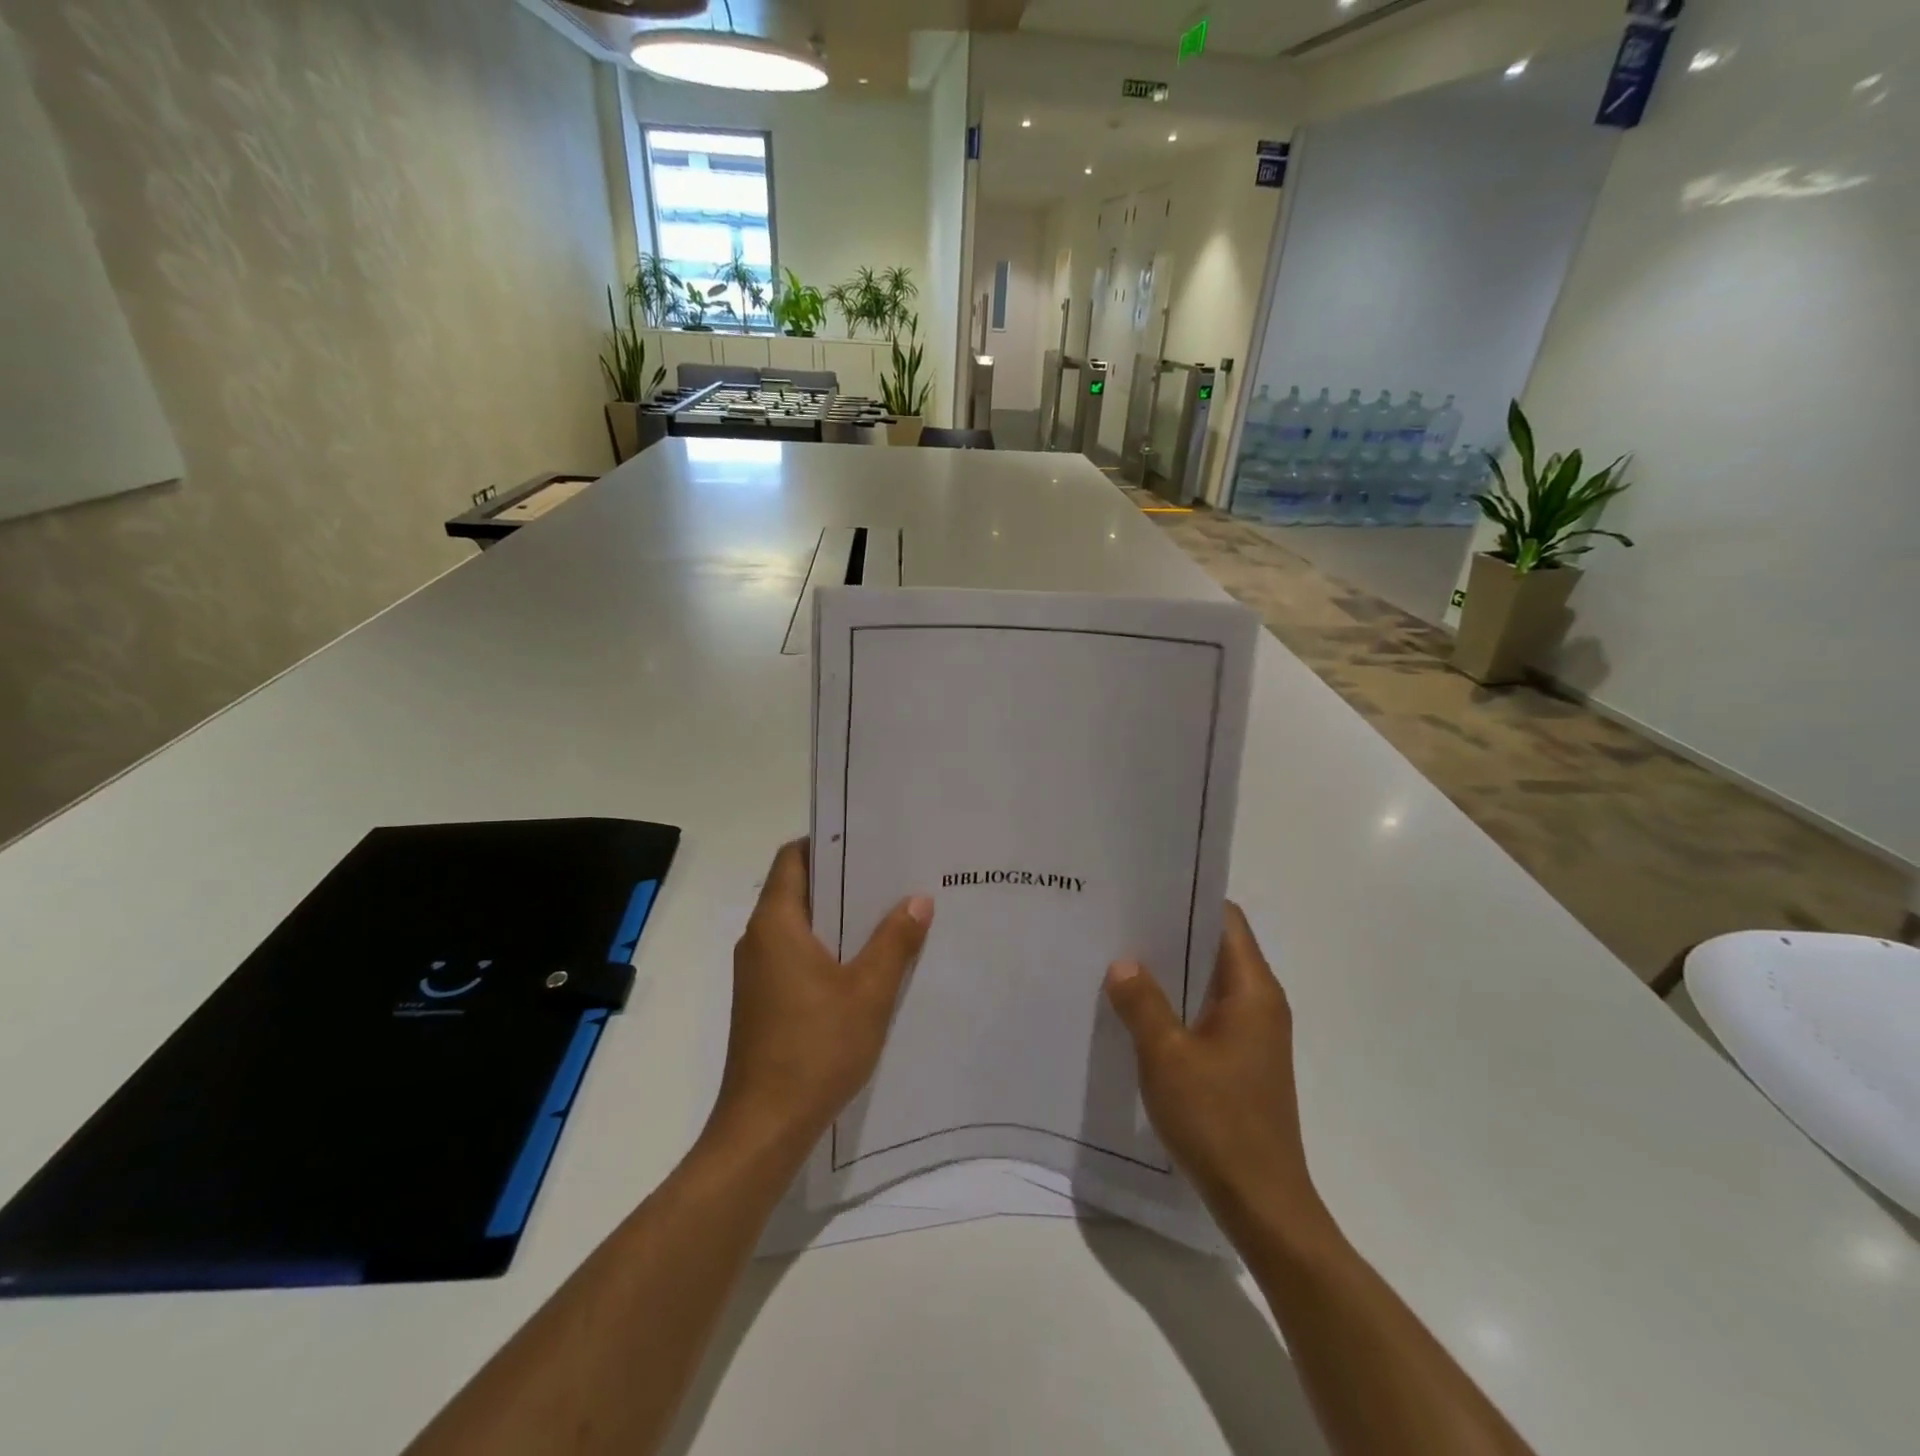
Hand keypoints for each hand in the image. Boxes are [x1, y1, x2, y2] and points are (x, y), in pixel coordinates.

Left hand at [707, 840, 932, 1158]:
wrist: (765, 1127)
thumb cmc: (815, 1049)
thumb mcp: (868, 992)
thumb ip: (894, 941)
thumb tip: (918, 898)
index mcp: (776, 924)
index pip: (793, 858)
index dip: (827, 842)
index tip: (868, 840)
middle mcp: (759, 939)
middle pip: (798, 889)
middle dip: (842, 879)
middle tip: (892, 874)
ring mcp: (758, 972)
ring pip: (799, 925)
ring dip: (838, 917)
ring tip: (889, 913)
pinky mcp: (764, 1000)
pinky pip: (796, 954)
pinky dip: (828, 947)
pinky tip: (866, 962)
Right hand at [1104, 903, 1326, 1239]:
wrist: (1262, 1203)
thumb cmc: (1218, 1121)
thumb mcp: (1167, 1056)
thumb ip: (1142, 1003)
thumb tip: (1122, 962)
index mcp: (1253, 991)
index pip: (1226, 920)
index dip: (1188, 899)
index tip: (1145, 890)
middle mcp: (1260, 1004)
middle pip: (1216, 948)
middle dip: (1171, 933)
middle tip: (1119, 921)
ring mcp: (1253, 1034)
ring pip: (1208, 983)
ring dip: (1170, 971)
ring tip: (1119, 958)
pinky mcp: (1241, 1061)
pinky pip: (1206, 1013)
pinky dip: (1176, 1003)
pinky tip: (1138, 1010)